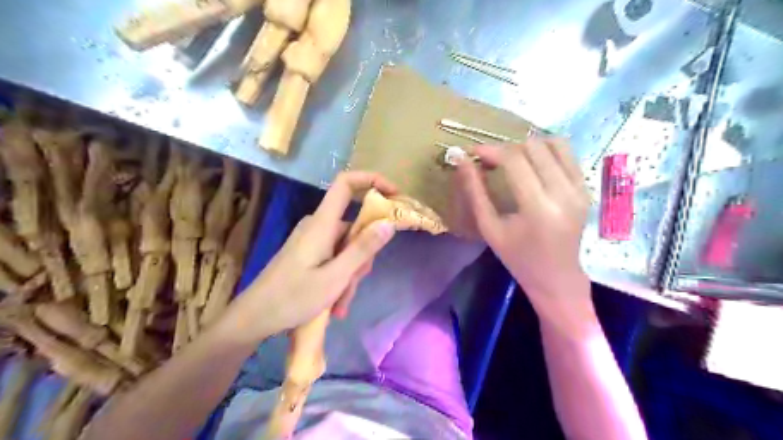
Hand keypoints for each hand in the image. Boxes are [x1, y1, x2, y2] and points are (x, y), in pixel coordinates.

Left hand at [217, 172, 397, 343]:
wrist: (253, 318)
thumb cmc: (292, 298)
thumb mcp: (335, 277)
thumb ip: (363, 249)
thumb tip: (388, 223)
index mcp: (322, 224)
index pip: (346, 183)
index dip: (371, 180)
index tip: (395, 195)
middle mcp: (318, 225)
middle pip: (353, 225)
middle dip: (363, 255)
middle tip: (354, 284)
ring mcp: (312, 239)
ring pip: (346, 247)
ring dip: (350, 273)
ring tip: (340, 303)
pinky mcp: (308, 252)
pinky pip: (335, 256)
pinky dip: (340, 276)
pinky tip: (334, 303)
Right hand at [456, 137, 590, 326]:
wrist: (557, 277)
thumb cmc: (517, 257)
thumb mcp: (489, 228)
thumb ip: (475, 192)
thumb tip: (461, 161)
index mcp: (538, 207)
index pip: (514, 160)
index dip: (491, 150)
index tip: (473, 152)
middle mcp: (564, 192)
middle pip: (534, 147)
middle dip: (506, 148)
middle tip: (490, 160)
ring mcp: (580, 188)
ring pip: (554, 143)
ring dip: (527, 146)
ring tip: (511, 160)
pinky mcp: (586, 188)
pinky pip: (567, 154)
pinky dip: (546, 151)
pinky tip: (532, 163)